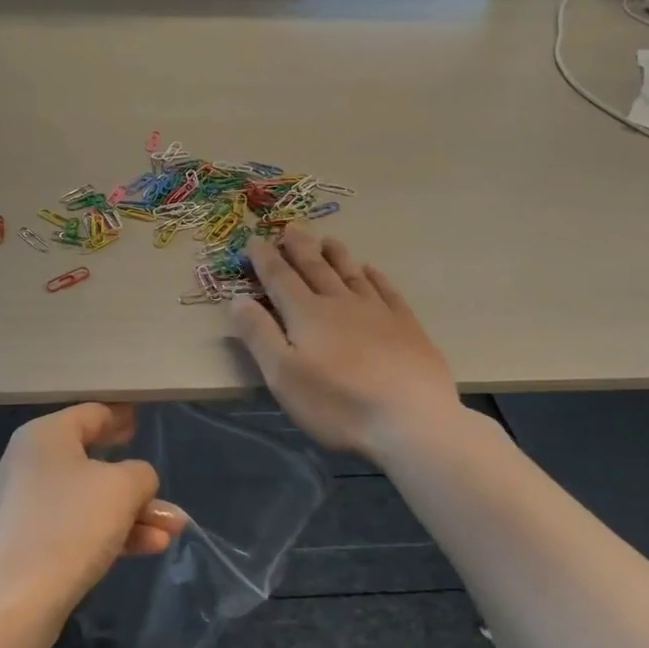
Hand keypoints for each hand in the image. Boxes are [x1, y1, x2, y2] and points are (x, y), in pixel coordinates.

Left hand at [0, 403, 185, 627]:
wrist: (10, 606)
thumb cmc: (68, 526)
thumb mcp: (121, 488)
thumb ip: (141, 474)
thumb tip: (138, 481)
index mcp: (46, 436)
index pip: (92, 414)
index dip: (121, 416)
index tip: (142, 419)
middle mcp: (33, 464)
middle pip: (94, 460)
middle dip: (137, 479)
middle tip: (163, 479)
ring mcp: (31, 507)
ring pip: (93, 500)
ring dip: (134, 512)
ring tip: (176, 528)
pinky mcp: (33, 546)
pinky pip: (81, 528)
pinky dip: (115, 533)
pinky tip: (152, 547)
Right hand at [229, 227, 461, 457]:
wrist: (411, 421)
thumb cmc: (338, 404)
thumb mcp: (283, 376)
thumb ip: (259, 335)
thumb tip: (237, 299)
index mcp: (307, 314)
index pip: (280, 278)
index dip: (265, 259)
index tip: (254, 240)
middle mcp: (341, 303)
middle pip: (316, 268)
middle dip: (300, 247)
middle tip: (291, 226)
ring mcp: (378, 312)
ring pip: (352, 274)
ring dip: (337, 255)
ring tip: (328, 240)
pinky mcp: (408, 327)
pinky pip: (387, 291)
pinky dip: (375, 277)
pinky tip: (372, 271)